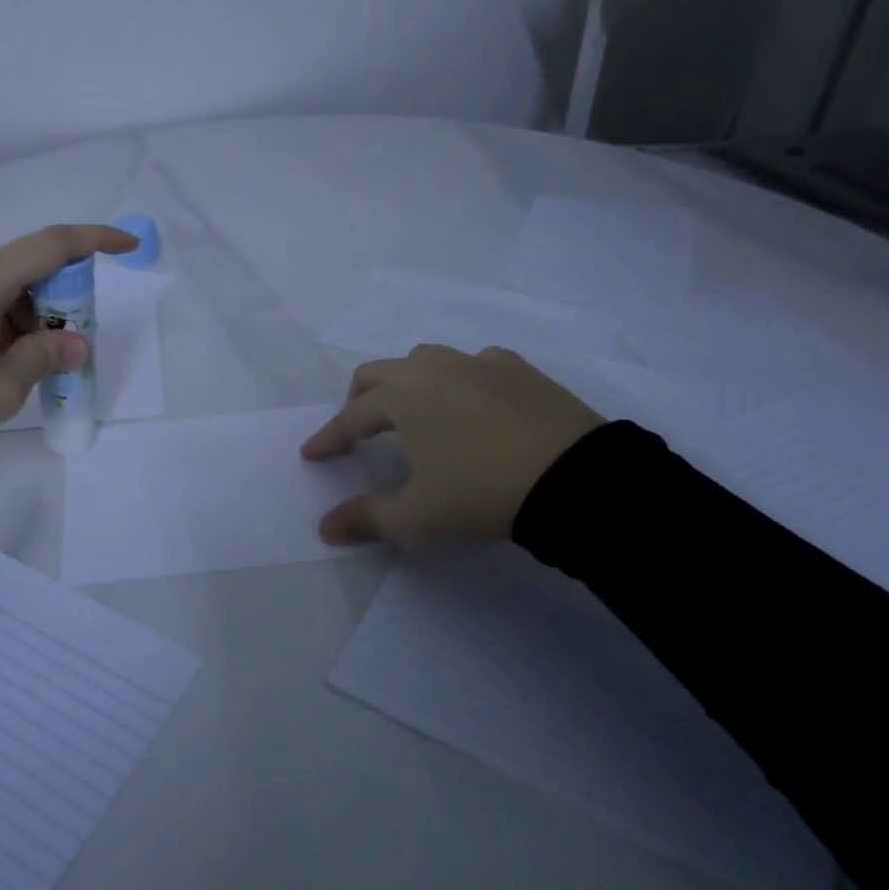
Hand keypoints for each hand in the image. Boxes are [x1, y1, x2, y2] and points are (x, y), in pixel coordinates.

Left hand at [0, 224, 136, 440]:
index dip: (96, 240)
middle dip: (57, 303)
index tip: (128, 245)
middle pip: (28, 270)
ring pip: (0, 286)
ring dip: (25, 317)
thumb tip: (76, 344)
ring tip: (19, 368)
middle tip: (63, 349)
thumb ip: (45, 358)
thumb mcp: (1, 387)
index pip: (53, 244)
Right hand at [301, 346, 604, 547]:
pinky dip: (459, 380)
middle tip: (358, 432)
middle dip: (358, 401)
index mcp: (400, 398)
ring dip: (406, 384)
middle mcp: (432, 369)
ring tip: (414, 415)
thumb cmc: (481, 494)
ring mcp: (477, 363)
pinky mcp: (519, 369)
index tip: (312, 454)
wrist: (576, 480)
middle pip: (378, 373)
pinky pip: (474, 364)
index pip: (350, 417)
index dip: (328, 438)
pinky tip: (472, 403)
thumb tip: (324, 529)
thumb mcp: (417, 517)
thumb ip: (366, 518)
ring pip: (424, 360)